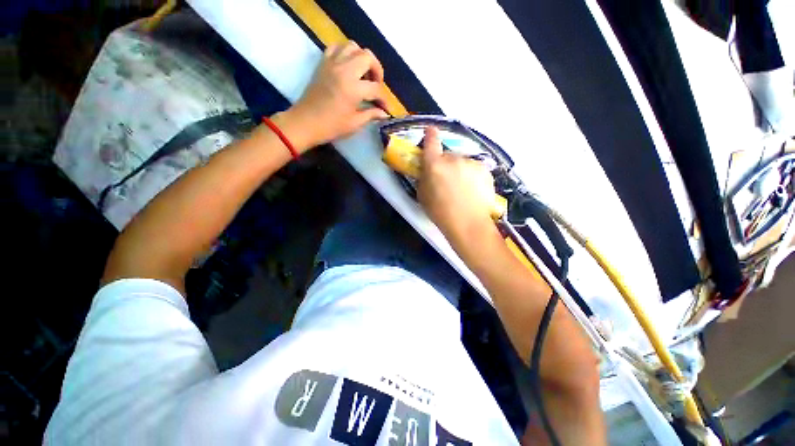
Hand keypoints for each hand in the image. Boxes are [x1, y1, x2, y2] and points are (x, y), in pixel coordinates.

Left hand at [285, 41, 389, 149]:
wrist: (305, 122)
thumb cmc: (331, 126)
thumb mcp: (354, 123)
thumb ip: (371, 114)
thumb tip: (384, 113)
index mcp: (353, 88)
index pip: (376, 88)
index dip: (383, 99)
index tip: (385, 107)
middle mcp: (344, 70)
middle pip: (367, 57)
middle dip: (377, 70)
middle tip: (376, 84)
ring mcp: (332, 64)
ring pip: (353, 47)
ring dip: (362, 58)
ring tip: (363, 73)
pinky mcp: (323, 63)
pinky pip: (336, 47)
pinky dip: (345, 53)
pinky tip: (348, 66)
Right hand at [418, 127, 497, 245]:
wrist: (468, 224)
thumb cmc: (440, 212)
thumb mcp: (422, 196)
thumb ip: (424, 178)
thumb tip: (427, 171)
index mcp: (434, 164)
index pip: (431, 142)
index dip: (430, 135)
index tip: (431, 131)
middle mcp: (453, 158)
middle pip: (447, 155)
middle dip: (445, 164)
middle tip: (446, 180)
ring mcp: (471, 163)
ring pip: (462, 163)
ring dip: (460, 170)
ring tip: (462, 190)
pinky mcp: (484, 170)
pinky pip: (474, 169)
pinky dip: (472, 176)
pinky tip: (472, 191)